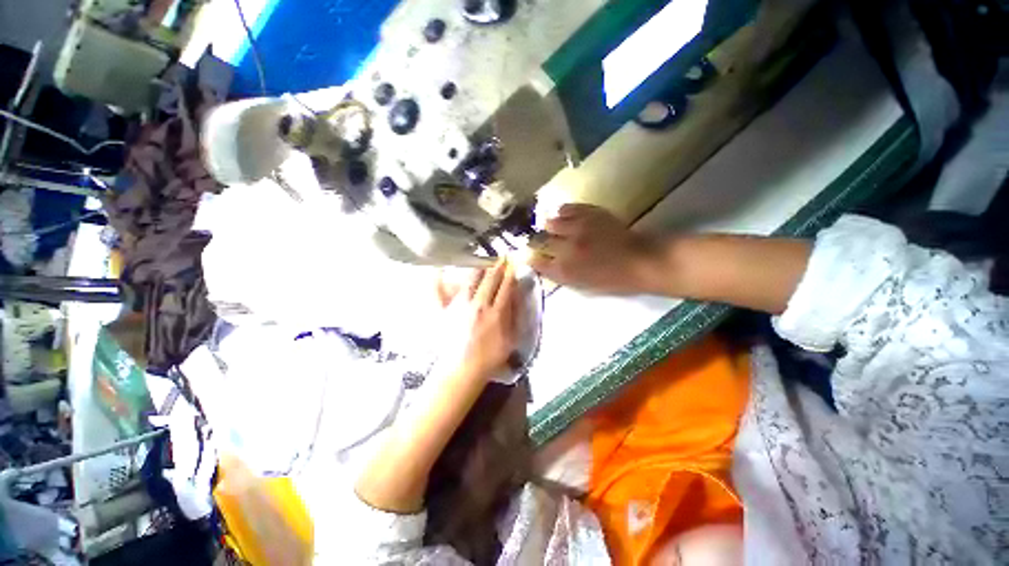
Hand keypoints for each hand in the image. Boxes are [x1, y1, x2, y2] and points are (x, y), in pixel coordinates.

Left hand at [436, 260, 519, 382]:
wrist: (462, 370)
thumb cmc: (489, 358)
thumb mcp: (509, 340)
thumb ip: (512, 318)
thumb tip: (514, 299)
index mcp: (496, 313)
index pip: (505, 288)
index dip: (510, 275)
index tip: (513, 264)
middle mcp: (479, 305)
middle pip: (489, 281)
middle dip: (497, 267)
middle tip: (501, 257)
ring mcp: (460, 307)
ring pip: (470, 281)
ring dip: (478, 269)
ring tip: (481, 261)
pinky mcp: (445, 312)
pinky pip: (439, 293)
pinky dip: (438, 281)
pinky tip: (438, 270)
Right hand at [529, 204, 663, 294]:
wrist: (641, 260)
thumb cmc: (612, 280)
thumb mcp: (583, 286)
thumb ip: (560, 275)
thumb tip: (543, 265)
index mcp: (565, 270)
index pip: (537, 262)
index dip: (531, 259)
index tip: (530, 256)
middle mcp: (567, 248)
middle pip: (541, 240)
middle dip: (537, 241)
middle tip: (541, 241)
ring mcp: (578, 228)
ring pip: (551, 222)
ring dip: (550, 226)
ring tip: (553, 227)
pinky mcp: (589, 213)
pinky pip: (567, 208)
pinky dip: (563, 212)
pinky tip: (564, 215)